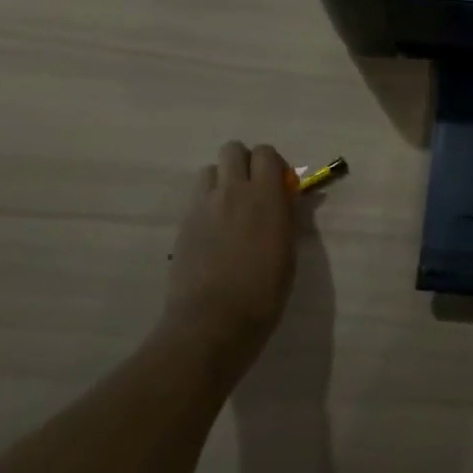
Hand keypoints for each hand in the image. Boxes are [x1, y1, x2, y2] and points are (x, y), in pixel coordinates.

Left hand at [167, 142, 296, 371]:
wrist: (212, 322)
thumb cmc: (264, 291)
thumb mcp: (288, 252)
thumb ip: (286, 217)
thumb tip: (287, 198)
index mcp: (264, 196)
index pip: (265, 153)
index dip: (273, 164)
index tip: (280, 185)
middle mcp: (231, 192)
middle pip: (232, 150)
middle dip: (244, 163)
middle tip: (254, 190)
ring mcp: (202, 206)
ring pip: (209, 170)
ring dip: (222, 180)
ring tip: (231, 209)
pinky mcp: (183, 224)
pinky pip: (197, 197)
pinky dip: (208, 203)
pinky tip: (215, 232)